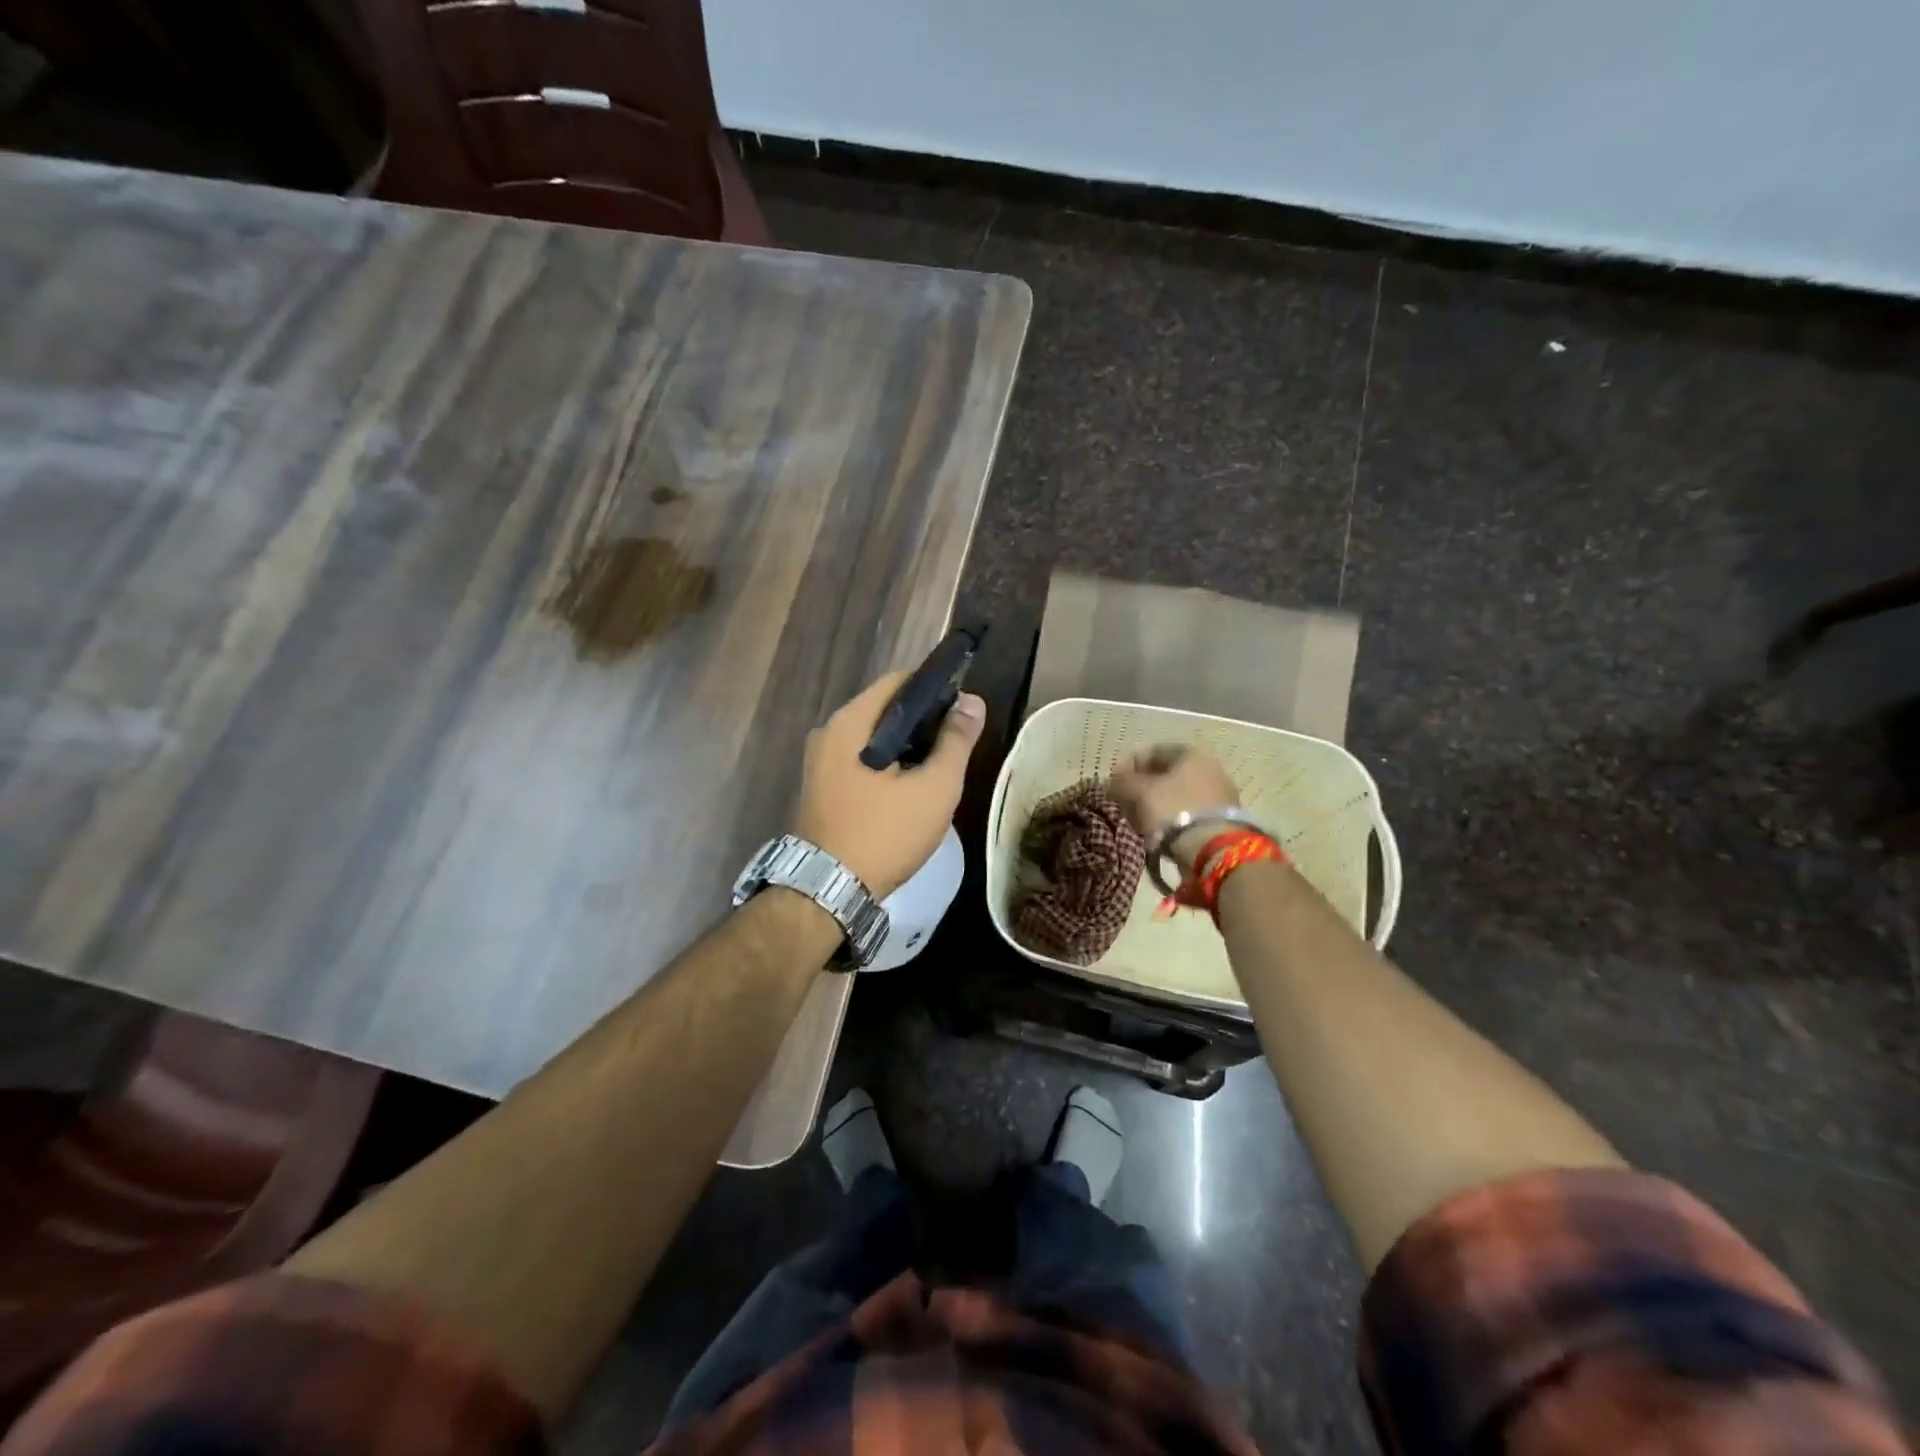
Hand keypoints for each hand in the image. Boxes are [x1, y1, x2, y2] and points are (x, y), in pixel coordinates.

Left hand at [793, 673, 986, 898]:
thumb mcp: (934, 787)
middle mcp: (828, 733)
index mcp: (850, 722)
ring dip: (907, 746)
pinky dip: (887, 764)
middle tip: (957, 743)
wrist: (829, 892)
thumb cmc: (885, 834)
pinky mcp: (822, 787)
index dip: (935, 688)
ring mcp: (821, 762)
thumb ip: (956, 741)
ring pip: (874, 738)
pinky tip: (911, 786)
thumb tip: (972, 701)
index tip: (963, 710)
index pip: (898, 681)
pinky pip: (861, 760)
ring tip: (940, 765)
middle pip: (885, 709)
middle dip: (923, 721)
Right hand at [1109, 745, 1241, 873]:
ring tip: (1137, 822)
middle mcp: (1209, 768)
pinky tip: (1155, 833)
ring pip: (1175, 795)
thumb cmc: (1173, 809)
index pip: (1152, 751)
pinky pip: (1186, 812)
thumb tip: (1113, 781)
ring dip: (1153, 805)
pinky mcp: (1220, 819)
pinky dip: (1168, 819)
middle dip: (1140, 789)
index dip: (1128, 765)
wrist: (1213, 849)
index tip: (1113, 784)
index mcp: (1192, 753)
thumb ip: (1122, 782)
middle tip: (1124, 805)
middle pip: (1165, 774)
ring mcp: (1218, 794)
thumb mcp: (1140, 792)